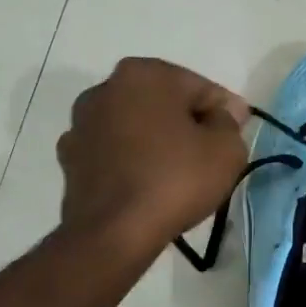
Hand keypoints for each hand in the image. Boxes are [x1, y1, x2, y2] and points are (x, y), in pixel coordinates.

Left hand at [57, 58, 249, 255]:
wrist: (113, 232)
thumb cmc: (175, 180)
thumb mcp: (226, 150)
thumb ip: (230, 123)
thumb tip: (223, 114)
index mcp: (144, 74)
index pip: (200, 88)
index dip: (224, 113)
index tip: (236, 137)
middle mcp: (106, 88)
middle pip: (163, 103)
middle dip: (186, 123)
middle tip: (209, 155)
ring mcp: (81, 123)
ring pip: (135, 126)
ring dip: (156, 141)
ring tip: (177, 174)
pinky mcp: (70, 158)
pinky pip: (114, 152)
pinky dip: (131, 162)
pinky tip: (146, 185)